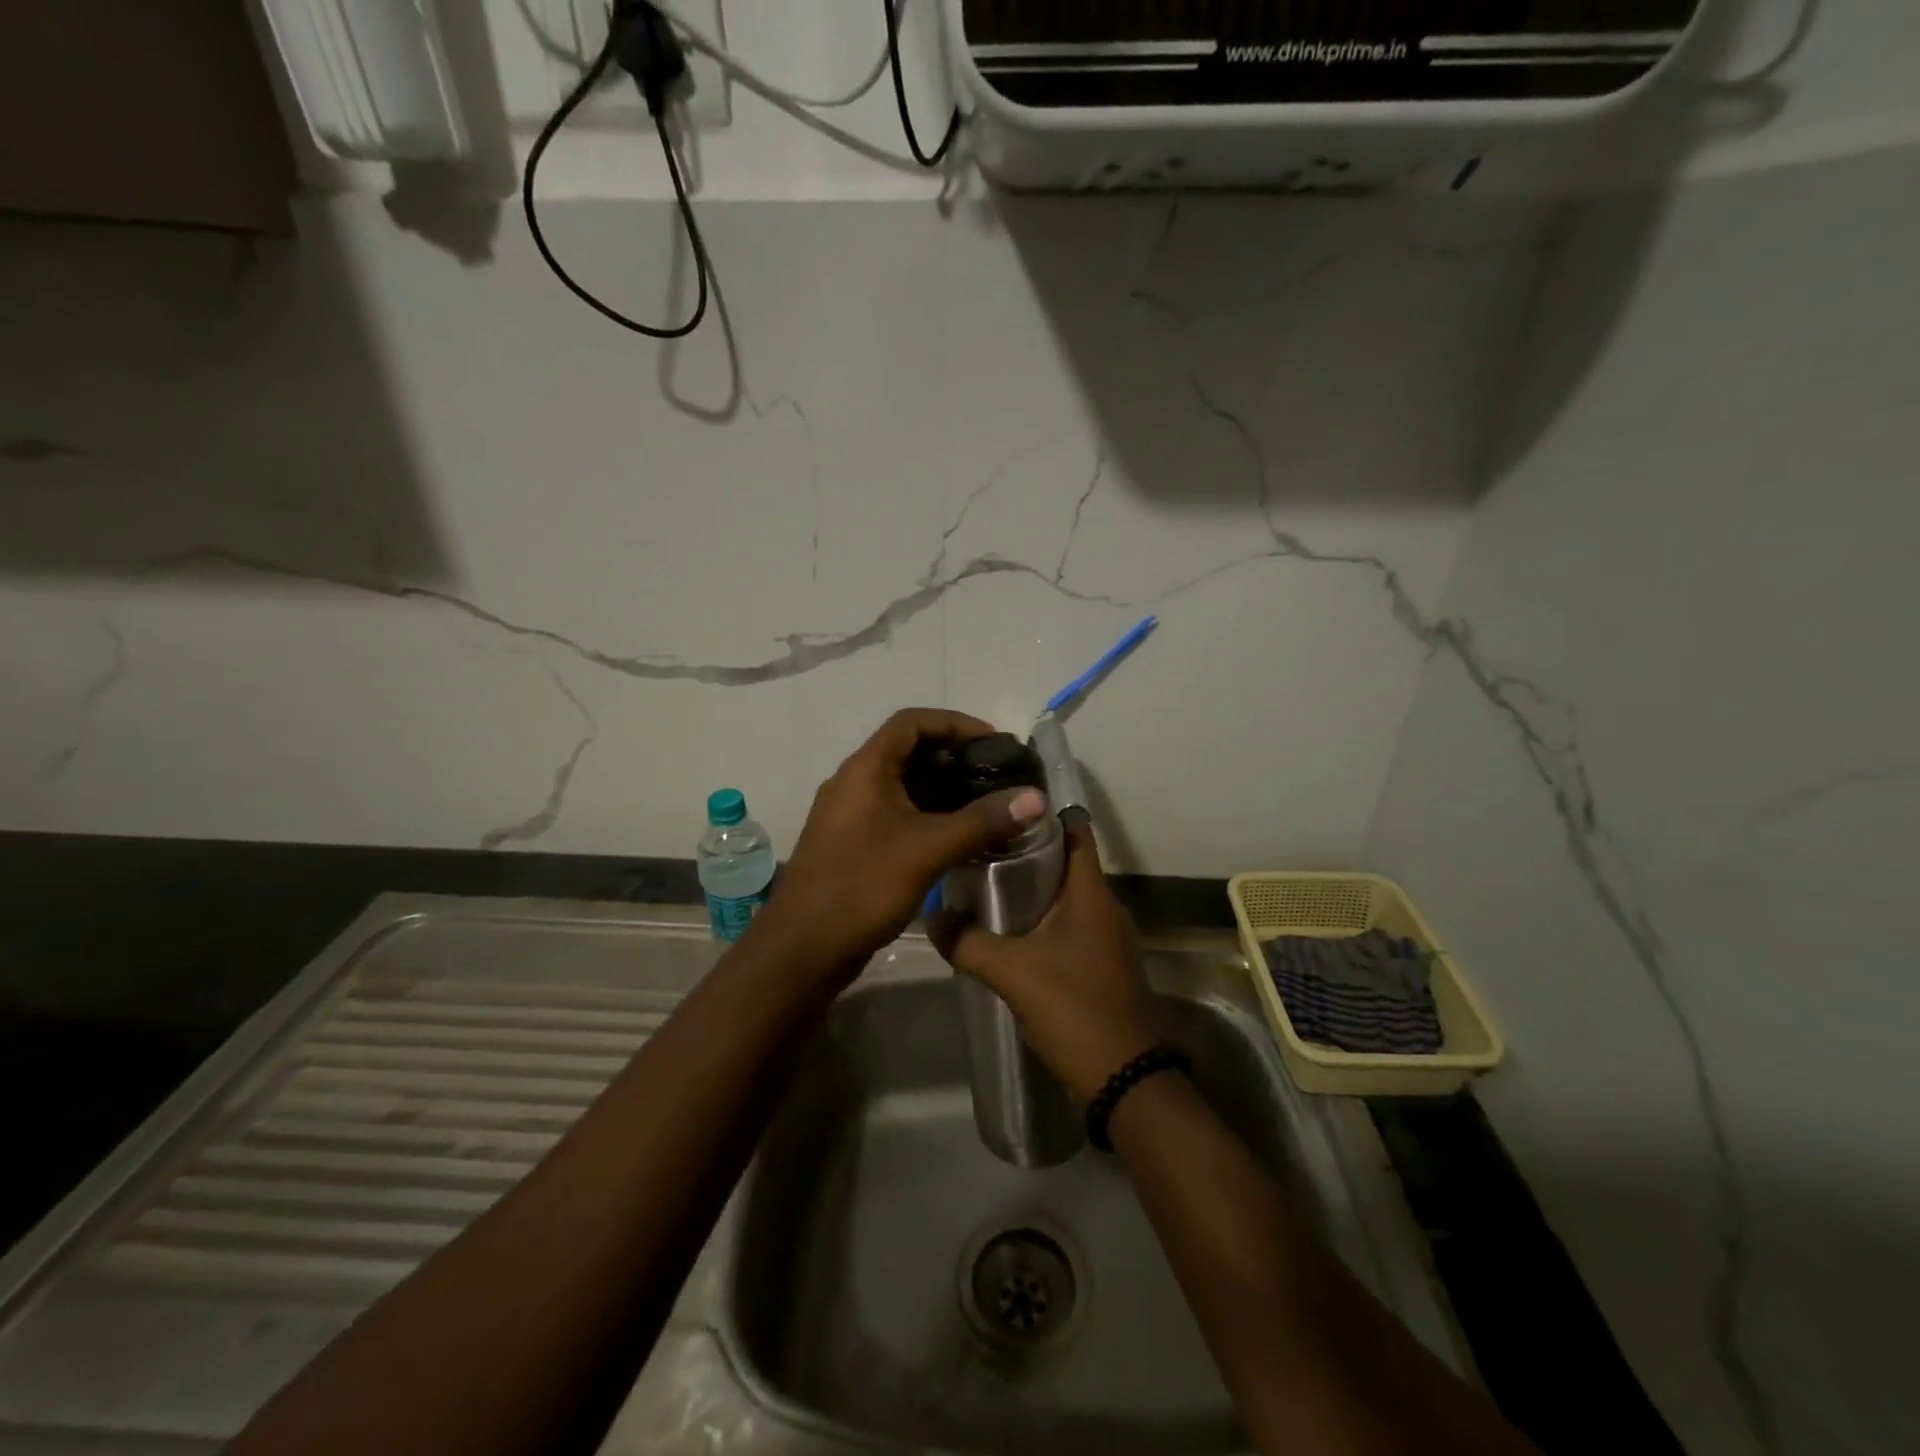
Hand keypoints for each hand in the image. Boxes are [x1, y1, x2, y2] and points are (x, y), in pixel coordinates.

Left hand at [759, 709, 1047, 979]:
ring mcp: (851, 814)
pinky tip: (959, 836)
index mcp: (865, 769)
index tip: (994, 743)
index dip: (955, 724)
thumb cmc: (862, 887)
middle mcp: (855, 782)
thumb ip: (982, 821)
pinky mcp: (854, 842)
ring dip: (944, 790)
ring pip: (904, 786)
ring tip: (988, 805)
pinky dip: (929, 815)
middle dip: (955, 759)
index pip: (912, 722)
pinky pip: (896, 814)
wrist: (803, 949)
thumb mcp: (928, 850)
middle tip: (997, 777)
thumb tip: (1036, 798)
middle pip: (909, 751)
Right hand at [934, 821, 1162, 1102]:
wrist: (1125, 1078)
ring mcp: (1107, 938)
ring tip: (985, 885)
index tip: (1004, 807)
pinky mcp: (1102, 964)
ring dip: (1032, 890)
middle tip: (980, 847)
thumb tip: (933, 917)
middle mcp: (1105, 907)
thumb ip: (968, 942)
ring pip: (1066, 897)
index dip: (1043, 814)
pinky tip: (1008, 933)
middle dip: (1026, 852)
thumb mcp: (1012, 972)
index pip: (1075, 831)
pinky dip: (1041, 920)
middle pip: (1065, 863)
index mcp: (1091, 894)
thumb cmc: (1074, 1008)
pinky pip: (1069, 926)